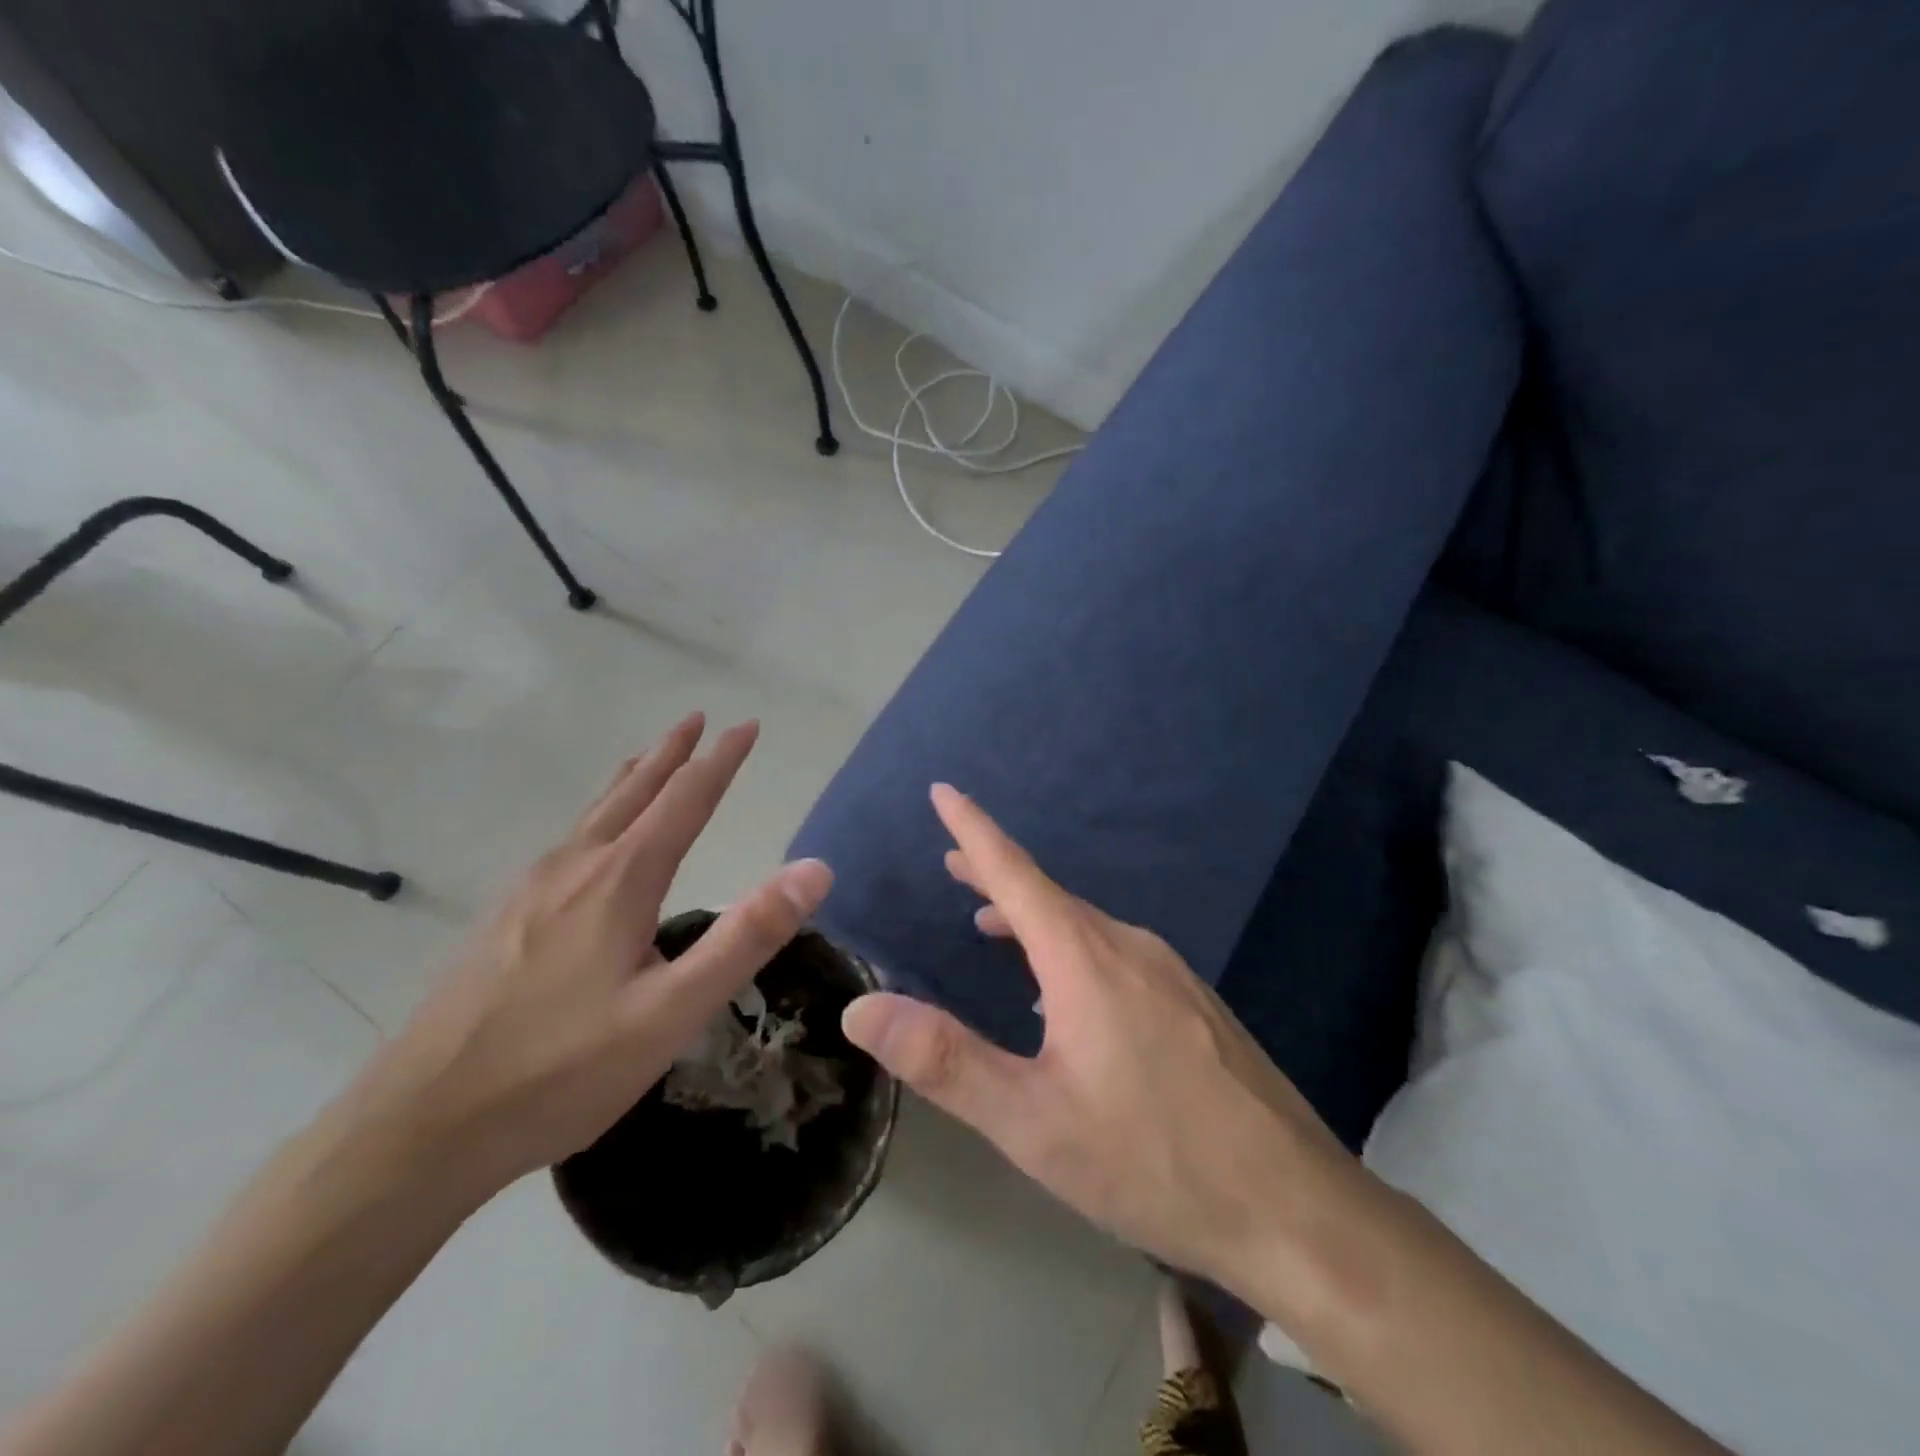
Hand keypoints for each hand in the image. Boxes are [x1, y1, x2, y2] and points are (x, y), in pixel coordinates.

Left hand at [351, 714, 834, 1200]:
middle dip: (671, 752)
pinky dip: (597, 816)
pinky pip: (567, 843)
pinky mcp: (503, 919)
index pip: (685, 799)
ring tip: (648, 760)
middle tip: (696, 718)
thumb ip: (746, 937)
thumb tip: (815, 869)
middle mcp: (574, 868)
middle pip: (632, 792)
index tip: (747, 725)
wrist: (418, 1126)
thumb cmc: (560, 1070)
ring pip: (593, 816)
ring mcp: (529, 892)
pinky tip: (590, 843)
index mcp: (620, 880)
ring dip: (632, 780)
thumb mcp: (672, 1012)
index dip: (721, 760)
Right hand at [841, 785, 1358, 1290]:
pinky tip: (1065, 994)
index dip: (973, 829)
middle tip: (954, 863)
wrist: (1294, 1206)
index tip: (944, 790)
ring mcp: (1170, 972)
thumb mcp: (1033, 1122)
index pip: (1014, 872)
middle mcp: (1129, 946)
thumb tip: (861, 1008)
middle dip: (995, 875)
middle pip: (1049, 894)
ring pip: (1085, 926)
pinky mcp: (1195, 1003)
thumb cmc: (1151, 1160)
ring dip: (1033, 917)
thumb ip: (945, 1060)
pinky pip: (1117, 954)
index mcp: (1085, 957)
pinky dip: (1071, 949)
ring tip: (994, 924)